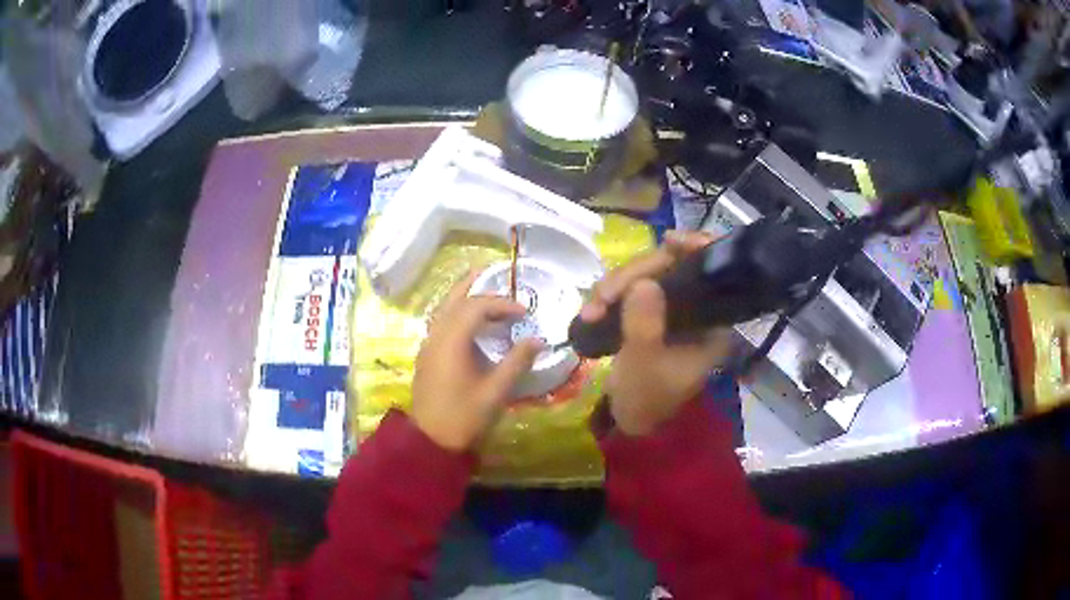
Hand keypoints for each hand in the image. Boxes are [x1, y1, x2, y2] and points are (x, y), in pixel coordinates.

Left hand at [411, 273, 543, 450]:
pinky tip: (470, 322)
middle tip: (495, 274)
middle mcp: (436, 336)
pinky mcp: (427, 356)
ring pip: (444, 309)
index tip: (525, 313)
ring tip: (484, 290)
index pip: (477, 307)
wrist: (431, 441)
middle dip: (477, 288)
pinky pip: (440, 322)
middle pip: (455, 300)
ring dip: (464, 297)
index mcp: (452, 341)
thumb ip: (517, 362)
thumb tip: (539, 340)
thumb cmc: (464, 417)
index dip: (502, 304)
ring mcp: (428, 345)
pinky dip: (456, 313)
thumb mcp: (496, 391)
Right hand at [580, 231, 733, 435]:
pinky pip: (632, 289)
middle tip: (602, 297)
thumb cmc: (646, 398)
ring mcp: (672, 308)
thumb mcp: (644, 364)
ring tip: (591, 312)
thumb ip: (645, 325)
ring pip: (646, 275)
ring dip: (614, 287)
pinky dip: (610, 296)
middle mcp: (696, 308)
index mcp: (712, 322)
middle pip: (671, 268)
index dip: (695, 249)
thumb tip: (642, 283)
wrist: (629, 420)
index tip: (669, 241)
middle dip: (632, 277)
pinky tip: (592, 311)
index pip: (712, 273)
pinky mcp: (651, 311)